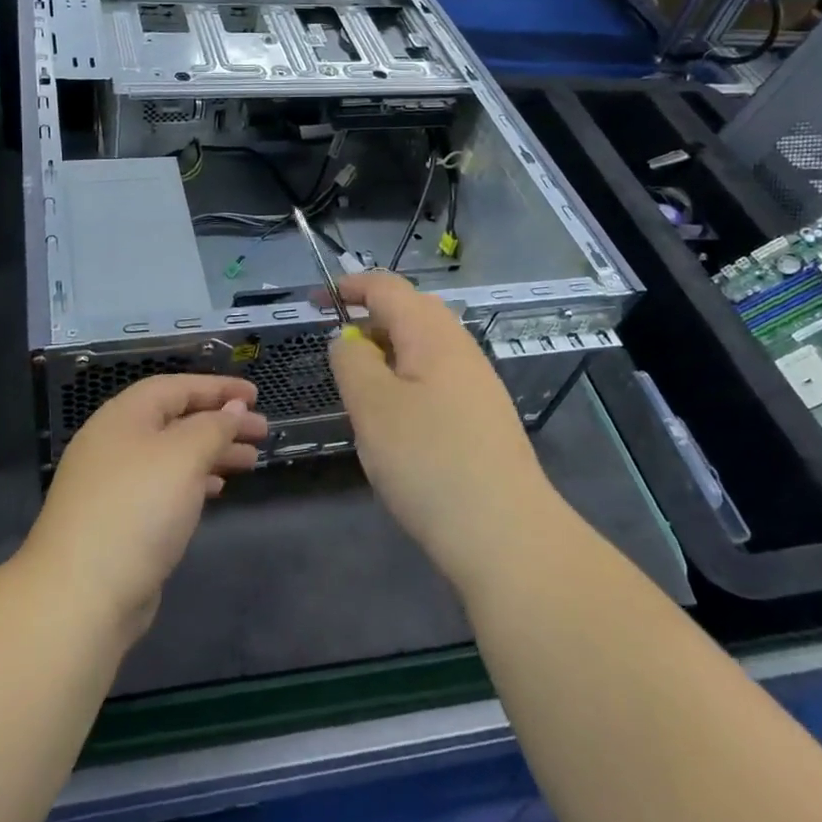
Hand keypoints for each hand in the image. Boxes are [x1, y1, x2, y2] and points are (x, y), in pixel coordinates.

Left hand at [21, 374, 266, 637]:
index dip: (218, 387)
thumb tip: (232, 407)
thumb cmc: (137, 509)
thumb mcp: (183, 456)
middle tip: (262, 431)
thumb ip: (213, 427)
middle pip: (176, 420)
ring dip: (212, 452)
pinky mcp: (118, 519)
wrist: (81, 596)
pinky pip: (164, 485)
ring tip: (250, 461)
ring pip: (172, 454)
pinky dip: (193, 481)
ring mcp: (114, 483)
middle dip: (220, 422)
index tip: (256, 395)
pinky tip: (216, 490)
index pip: (176, 387)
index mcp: (124, 417)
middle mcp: (115, 443)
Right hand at [329, 272, 559, 593]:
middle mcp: (461, 349)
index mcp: (433, 335)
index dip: (350, 287)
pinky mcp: (483, 419)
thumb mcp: (372, 405)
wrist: (506, 534)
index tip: (316, 302)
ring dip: (388, 355)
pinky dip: (406, 383)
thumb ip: (352, 361)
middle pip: (412, 313)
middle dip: (371, 320)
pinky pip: (436, 380)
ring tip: (360, 389)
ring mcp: (478, 385)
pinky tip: (397, 422)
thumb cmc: (429, 461)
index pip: (388, 288)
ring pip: (425, 349)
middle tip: (337, 349)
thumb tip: (348, 340)